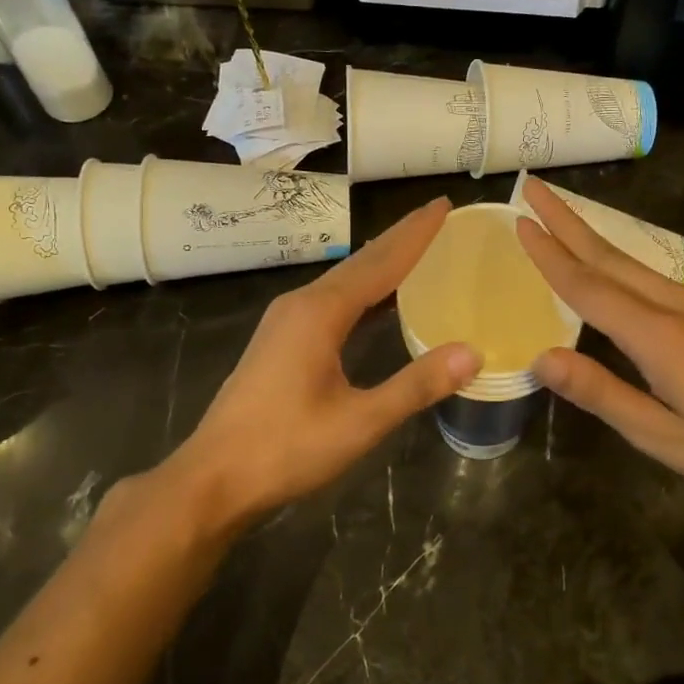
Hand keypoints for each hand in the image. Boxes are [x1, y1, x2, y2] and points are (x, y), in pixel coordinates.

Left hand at [157, 198, 480, 528]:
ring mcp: (286, 321)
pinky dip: (363, 290)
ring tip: (416, 247)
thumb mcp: (360, 422)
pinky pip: (332, 300)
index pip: (380, 262)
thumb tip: (471, 353)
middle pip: (361, 262)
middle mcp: (301, 304)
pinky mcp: (281, 340)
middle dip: (400, 238)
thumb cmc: (285, 449)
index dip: (415, 234)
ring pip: (344, 280)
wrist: (212, 479)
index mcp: (321, 313)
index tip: (443, 205)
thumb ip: (416, 385)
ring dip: (381, 262)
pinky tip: (378, 300)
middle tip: (437, 215)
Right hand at [515, 177, 683, 504]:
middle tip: (532, 186)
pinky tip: (610, 264)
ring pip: (631, 260)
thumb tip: (541, 358)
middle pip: (609, 255)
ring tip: (558, 216)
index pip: (588, 286)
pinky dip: (617, 258)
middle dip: (566, 219)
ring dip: (590, 234)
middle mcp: (675, 304)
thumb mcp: (662, 436)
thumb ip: (602, 393)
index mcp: (656, 334)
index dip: (551, 254)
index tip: (520, 221)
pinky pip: (651, 274)